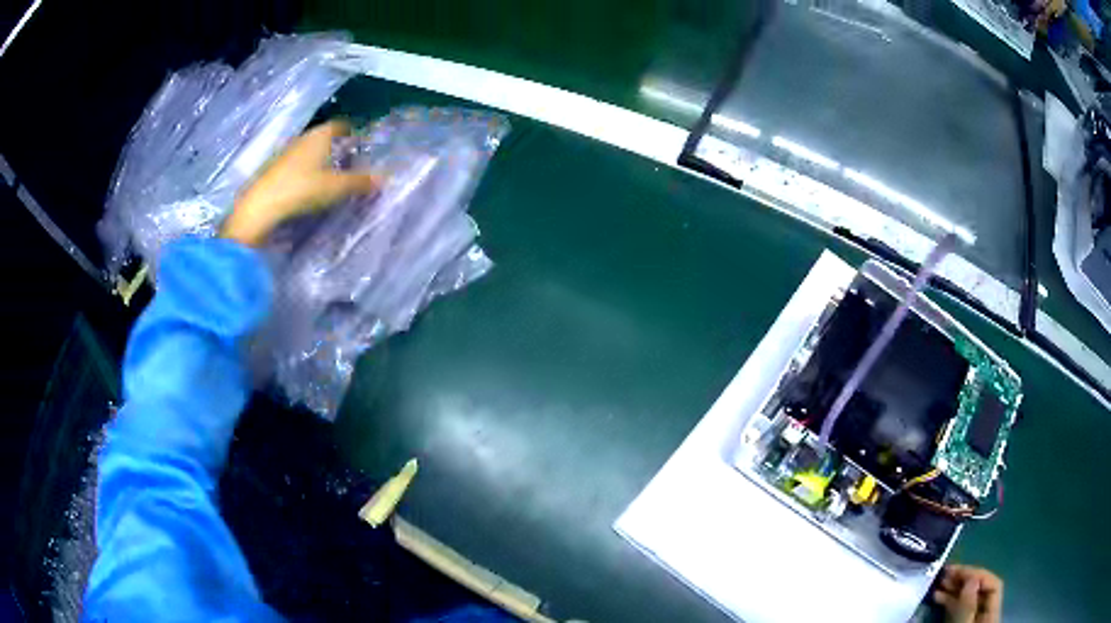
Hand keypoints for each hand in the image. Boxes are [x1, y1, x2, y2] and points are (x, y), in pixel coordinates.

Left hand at [221, 120, 378, 246]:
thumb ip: (360, 182)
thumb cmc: (301, 188)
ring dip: (321, 158)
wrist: (260, 206)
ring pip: (310, 150)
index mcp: (320, 135)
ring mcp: (286, 152)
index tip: (362, 140)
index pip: (341, 125)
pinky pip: (298, 163)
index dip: (352, 130)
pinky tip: (311, 184)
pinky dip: (307, 169)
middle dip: (338, 145)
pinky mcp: (275, 168)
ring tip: (333, 173)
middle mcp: (303, 138)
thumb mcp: (336, 188)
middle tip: (352, 159)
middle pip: (325, 136)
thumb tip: (384, 178)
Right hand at [933, 564, 1002, 622]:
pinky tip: (937, 598)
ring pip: (967, 600)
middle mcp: (985, 615)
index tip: (957, 572)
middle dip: (963, 580)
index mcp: (992, 614)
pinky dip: (948, 602)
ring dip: (953, 589)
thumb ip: (967, 607)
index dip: (978, 575)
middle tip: (944, 573)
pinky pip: (957, 610)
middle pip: (980, 591)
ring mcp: (972, 622)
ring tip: (937, 584)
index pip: (993, 586)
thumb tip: (971, 577)